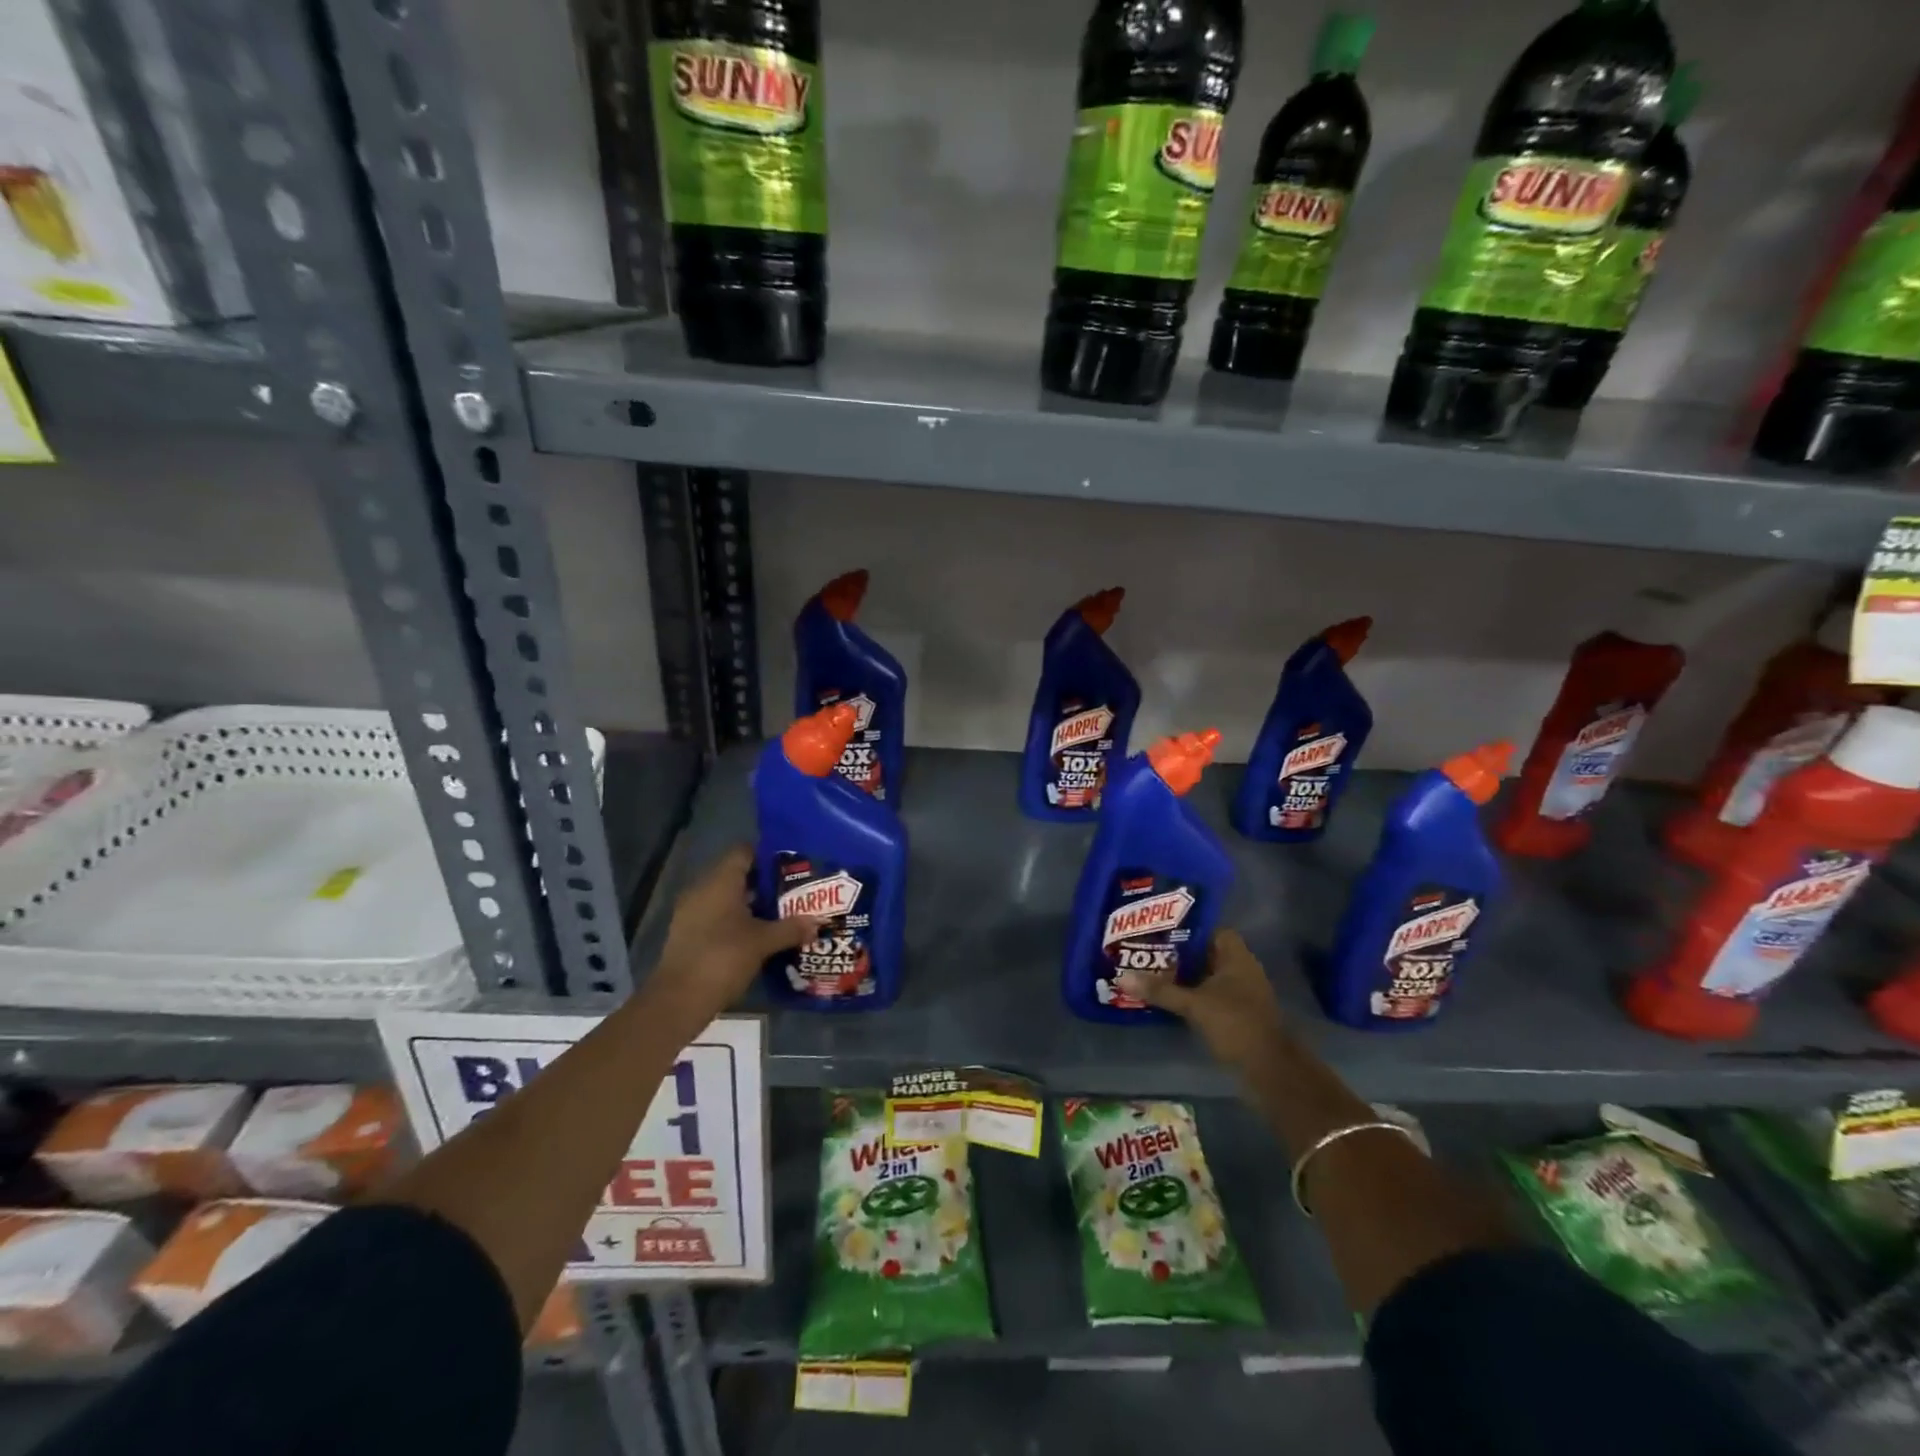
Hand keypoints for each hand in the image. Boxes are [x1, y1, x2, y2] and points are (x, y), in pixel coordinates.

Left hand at [644, 845, 817, 1031]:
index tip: (793, 865)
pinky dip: (738, 921)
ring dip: (753, 904)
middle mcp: (703, 890)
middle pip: (737, 875)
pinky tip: (760, 935)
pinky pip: (718, 916)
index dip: (768, 855)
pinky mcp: (689, 934)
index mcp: (720, 882)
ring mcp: (693, 913)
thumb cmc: (723, 958)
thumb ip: (791, 928)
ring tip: (783, 913)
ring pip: (728, 898)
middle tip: (795, 891)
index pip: (744, 852)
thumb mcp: (763, 942)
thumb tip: (818, 921)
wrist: (679, 1001)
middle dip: (765, 882)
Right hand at [1118, 929, 1287, 1070]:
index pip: (1213, 931)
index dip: (1189, 929)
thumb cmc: (1235, 1024)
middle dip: (1180, 954)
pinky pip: (1212, 995)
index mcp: (1237, 958)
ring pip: (1208, 976)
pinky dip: (1194, 995)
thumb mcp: (1193, 1005)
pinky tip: (1170, 998)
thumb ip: (1160, 990)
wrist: (1268, 1069)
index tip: (1161, 931)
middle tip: (1149, 951)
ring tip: (1153, 972)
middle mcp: (1242, 970)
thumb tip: (1123, 977)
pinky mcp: (1239, 1014)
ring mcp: (1243, 993)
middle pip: (1208, 954)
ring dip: (1186, 976)